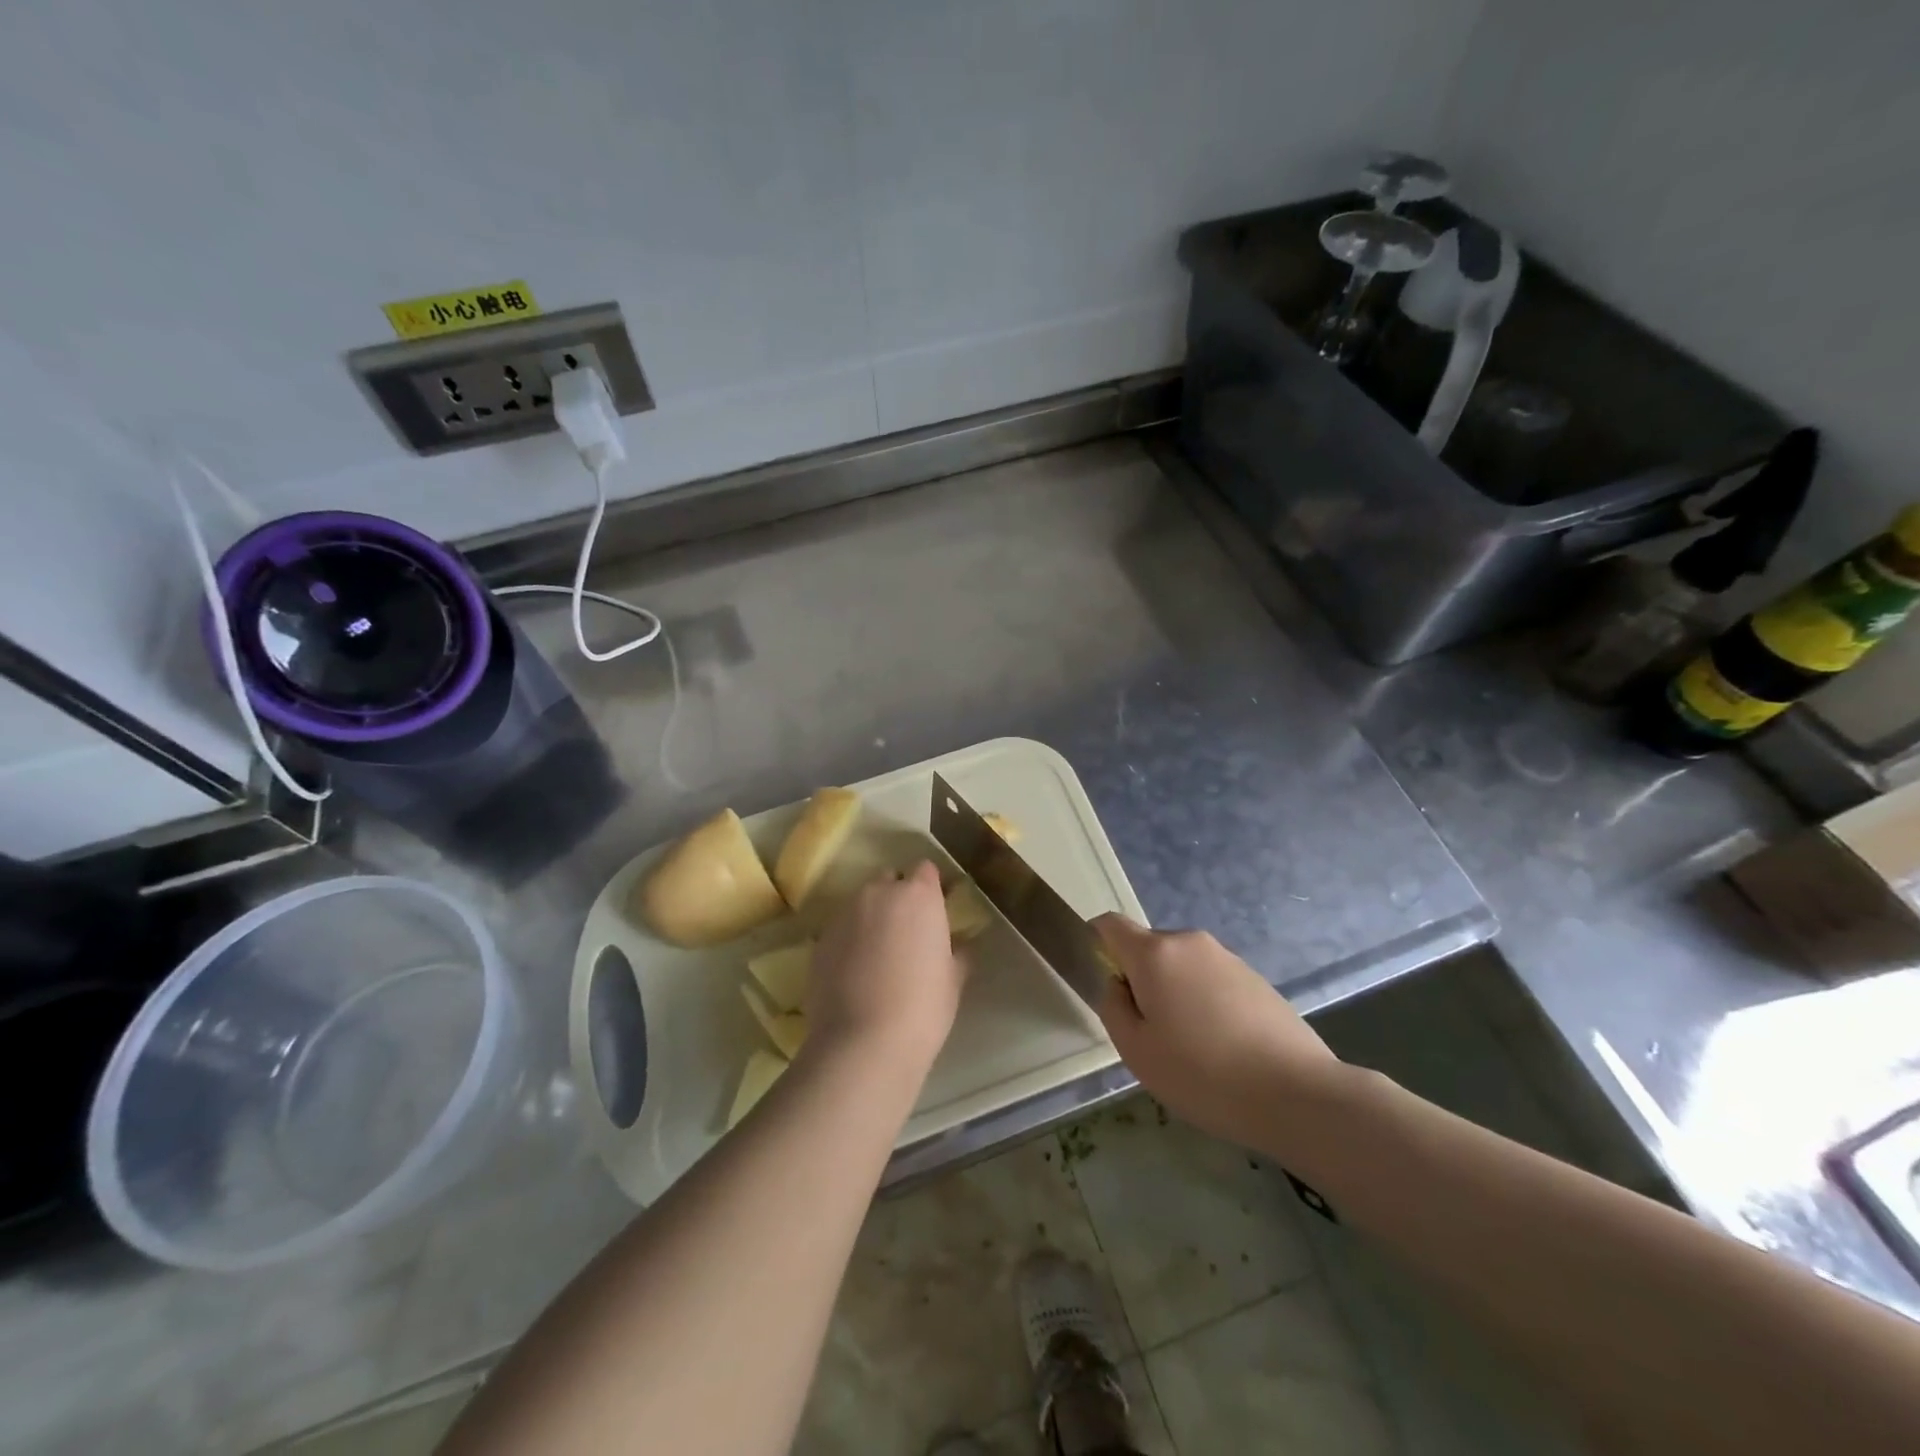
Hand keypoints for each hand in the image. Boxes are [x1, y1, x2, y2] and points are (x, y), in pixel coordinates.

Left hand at [804, 862, 966, 1077]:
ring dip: (871, 917)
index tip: (935, 910)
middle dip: (897, 897)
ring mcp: (844, 914)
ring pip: (862, 904)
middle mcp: (878, 893)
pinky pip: (841, 929)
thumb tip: (957, 946)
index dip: (930, 887)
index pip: (925, 870)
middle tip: (907, 932)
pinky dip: (849, 940)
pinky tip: (855, 972)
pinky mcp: (820, 940)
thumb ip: (956, 952)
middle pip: (889, 880)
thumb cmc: (922, 1008)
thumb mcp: (953, 980)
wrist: (863, 1043)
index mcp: (918, 895)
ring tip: (878, 954)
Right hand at [1093, 914, 1341, 1152]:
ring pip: (1181, 967)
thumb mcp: (1136, 1051)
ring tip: (1192, 1049)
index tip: (1104, 985)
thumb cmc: (1203, 1074)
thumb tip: (1118, 984)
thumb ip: (1113, 1007)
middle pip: (1148, 948)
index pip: (1110, 925)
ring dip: (1174, 994)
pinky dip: (1205, 1004)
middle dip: (1139, 980)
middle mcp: (1190, 942)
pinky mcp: (1256, 979)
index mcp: (1155, 953)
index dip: (1095, 945)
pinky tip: (1223, 1050)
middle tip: (1150, 1034)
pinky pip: (1212, 981)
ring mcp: (1227, 958)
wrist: (1297, 1095)